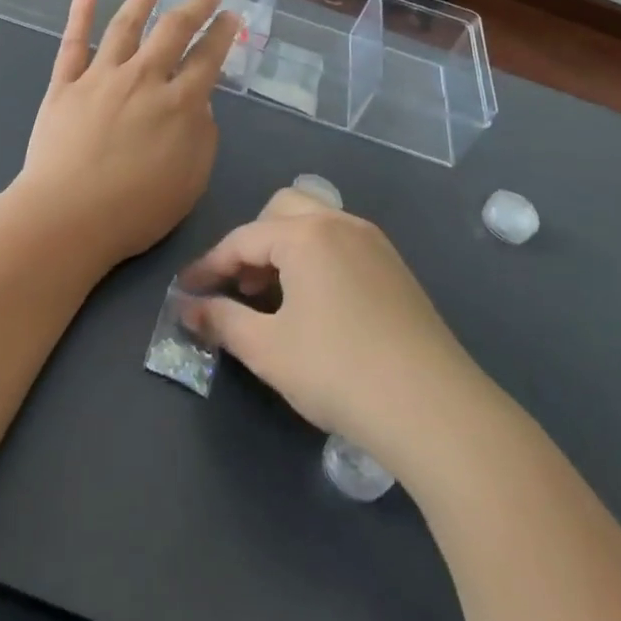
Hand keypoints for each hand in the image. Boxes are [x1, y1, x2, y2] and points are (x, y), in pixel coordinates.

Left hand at [17, 0, 238, 271]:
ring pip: (124, 26)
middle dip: (193, 8)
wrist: (69, 215)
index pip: (207, 59)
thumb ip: (202, 135)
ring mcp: (100, 77)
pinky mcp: (64, 86)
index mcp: (179, 103)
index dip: (221, 34)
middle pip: (172, 32)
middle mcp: (143, 79)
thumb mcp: (191, 180)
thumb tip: (199, 103)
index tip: (230, 16)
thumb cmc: (137, 208)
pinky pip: (73, 44)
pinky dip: (79, 16)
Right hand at [182, 190, 480, 456]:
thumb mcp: (268, 349)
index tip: (185, 291)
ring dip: (285, 250)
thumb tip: (187, 308)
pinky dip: (316, 260)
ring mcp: (375, 244)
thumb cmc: (338, 371)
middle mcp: (341, 224)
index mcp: (306, 234)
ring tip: (274, 299)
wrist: (435, 409)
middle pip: (282, 211)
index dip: (209, 266)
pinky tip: (316, 306)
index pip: (242, 239)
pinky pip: (342, 245)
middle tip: (240, 287)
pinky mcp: (396, 269)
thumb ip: (221, 321)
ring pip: (316, 225)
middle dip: (252, 243)